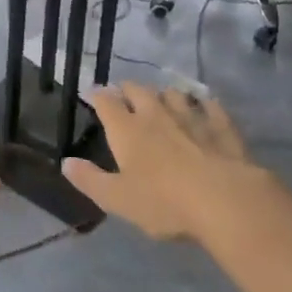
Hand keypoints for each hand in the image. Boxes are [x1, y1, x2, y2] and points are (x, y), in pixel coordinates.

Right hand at [63, 83, 269, 240]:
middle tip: (124, 94)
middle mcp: (156, 114)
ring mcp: (191, 117)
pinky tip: (205, 107)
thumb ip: (90, 180)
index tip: (91, 93)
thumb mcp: (118, 199)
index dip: (96, 95)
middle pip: (138, 90)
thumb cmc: (164, 202)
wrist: (226, 201)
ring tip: (162, 100)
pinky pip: (211, 107)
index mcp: (127, 129)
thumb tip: (65, 163)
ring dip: (164, 94)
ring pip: (174, 94)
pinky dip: (204, 105)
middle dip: (128, 89)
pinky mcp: (222, 127)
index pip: (106, 102)